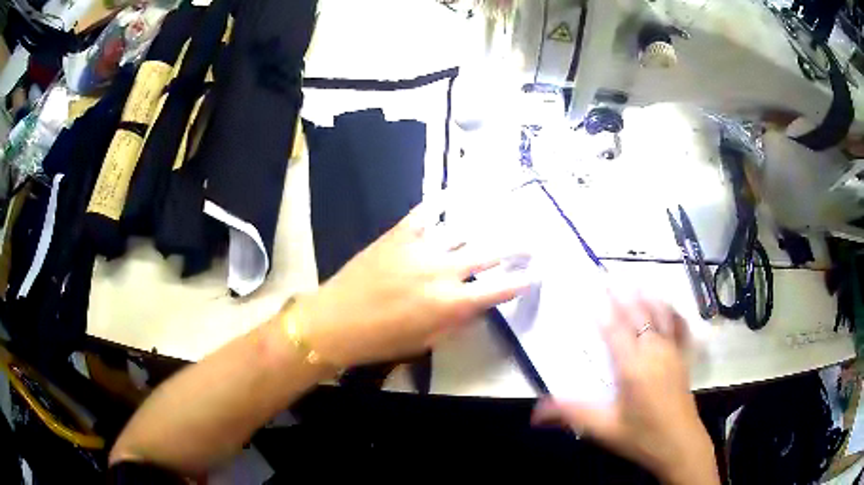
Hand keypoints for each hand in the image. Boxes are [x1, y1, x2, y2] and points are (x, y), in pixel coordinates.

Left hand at [295, 199, 529, 367]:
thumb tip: (478, 303)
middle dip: (517, 246)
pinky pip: (427, 212)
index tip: (535, 274)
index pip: (499, 288)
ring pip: (463, 229)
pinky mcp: (399, 233)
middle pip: (490, 251)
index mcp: (451, 304)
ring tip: (505, 212)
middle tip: (531, 241)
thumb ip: (457, 320)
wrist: (336, 321)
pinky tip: (457, 194)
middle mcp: (443, 271)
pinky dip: (443, 202)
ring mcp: (421, 247)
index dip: (521, 281)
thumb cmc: (382, 340)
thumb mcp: (427, 340)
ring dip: (487, 223)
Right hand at [532, 295, 719, 484]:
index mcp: (632, 367)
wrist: (680, 444)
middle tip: (611, 277)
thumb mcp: (605, 428)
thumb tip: (535, 411)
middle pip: (638, 315)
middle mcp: (653, 352)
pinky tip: (670, 307)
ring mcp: (672, 352)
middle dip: (623, 295)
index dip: (603, 309)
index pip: (615, 330)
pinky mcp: (683, 358)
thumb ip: (572, 414)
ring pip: (660, 316)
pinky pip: (680, 328)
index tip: (593, 289)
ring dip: (647, 297)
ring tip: (636, 282)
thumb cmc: (642, 436)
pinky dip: (673, 313)